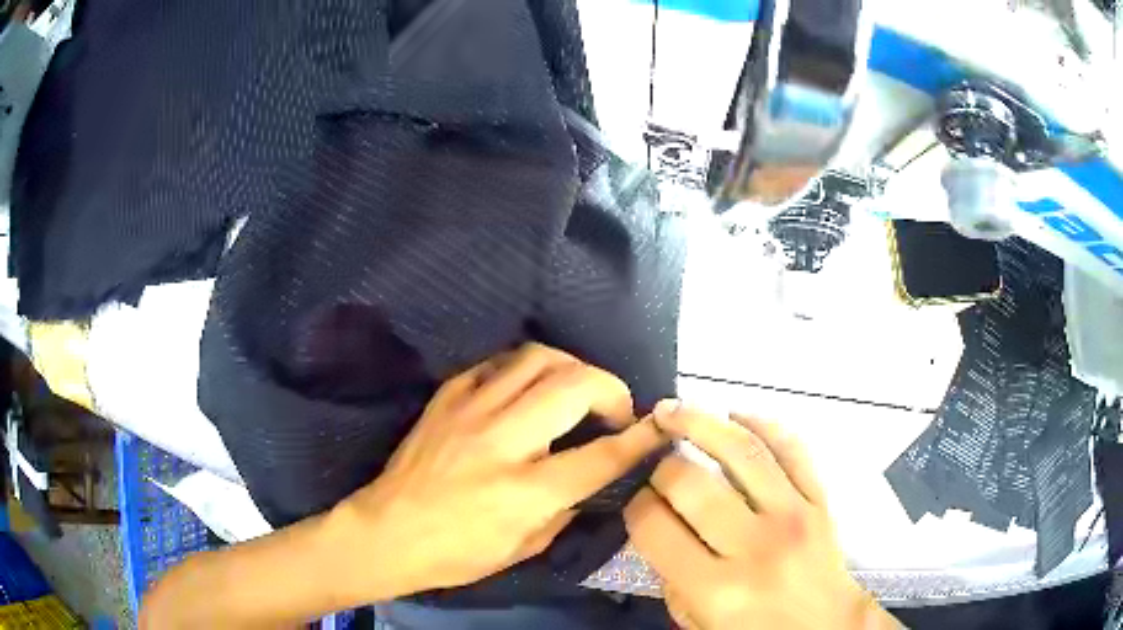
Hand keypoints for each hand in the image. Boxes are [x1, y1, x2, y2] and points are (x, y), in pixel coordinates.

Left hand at [330, 343, 666, 599]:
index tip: (659, 425)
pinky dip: (525, 370)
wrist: (387, 531)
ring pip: (537, 358)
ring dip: (572, 367)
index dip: (640, 437)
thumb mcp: (523, 549)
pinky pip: (497, 363)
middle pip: (574, 386)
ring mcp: (469, 411)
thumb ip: (565, 509)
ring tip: (578, 389)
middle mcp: (501, 441)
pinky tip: (528, 388)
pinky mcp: (446, 397)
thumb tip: (591, 476)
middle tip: (615, 408)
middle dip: (611, 388)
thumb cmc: (457, 554)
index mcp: (524, 492)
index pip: (599, 456)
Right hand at [624, 403, 899, 629]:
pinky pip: (792, 449)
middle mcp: (754, 546)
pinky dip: (762, 424)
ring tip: (673, 410)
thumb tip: (655, 522)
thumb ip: (670, 577)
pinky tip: (736, 415)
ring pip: (742, 452)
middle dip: (660, 465)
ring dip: (700, 422)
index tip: (635, 498)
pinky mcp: (820, 499)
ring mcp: (793, 515)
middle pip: (690, 483)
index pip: (653, 525)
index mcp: (715, 588)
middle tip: (652, 461)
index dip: (634, 504)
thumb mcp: (697, 621)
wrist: (826, 626)